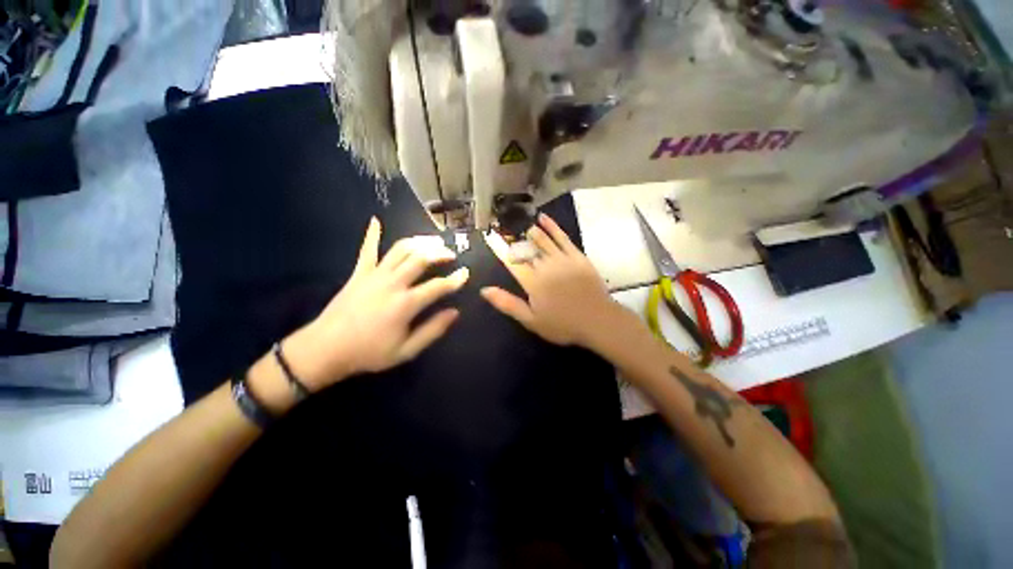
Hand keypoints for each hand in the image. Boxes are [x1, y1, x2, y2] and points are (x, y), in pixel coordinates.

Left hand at [283, 217, 468, 389]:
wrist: (325, 350)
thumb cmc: (369, 353)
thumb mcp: (406, 350)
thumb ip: (433, 330)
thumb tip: (455, 313)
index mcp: (406, 303)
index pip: (438, 286)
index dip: (455, 279)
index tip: (466, 273)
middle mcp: (393, 283)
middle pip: (421, 259)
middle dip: (439, 252)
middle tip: (451, 253)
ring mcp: (374, 275)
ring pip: (400, 249)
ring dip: (419, 242)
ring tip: (432, 240)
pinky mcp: (359, 273)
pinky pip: (367, 250)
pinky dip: (371, 234)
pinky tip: (375, 220)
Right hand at [481, 213, 618, 347]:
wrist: (598, 320)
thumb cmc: (562, 324)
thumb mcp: (531, 320)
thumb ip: (508, 303)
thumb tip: (485, 290)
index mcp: (532, 282)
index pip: (512, 262)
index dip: (500, 249)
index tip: (491, 237)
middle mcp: (545, 266)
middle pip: (526, 249)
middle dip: (515, 240)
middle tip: (505, 230)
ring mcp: (562, 259)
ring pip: (543, 240)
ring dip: (531, 232)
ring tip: (523, 226)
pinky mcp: (577, 256)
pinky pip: (562, 238)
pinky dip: (553, 227)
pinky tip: (544, 218)